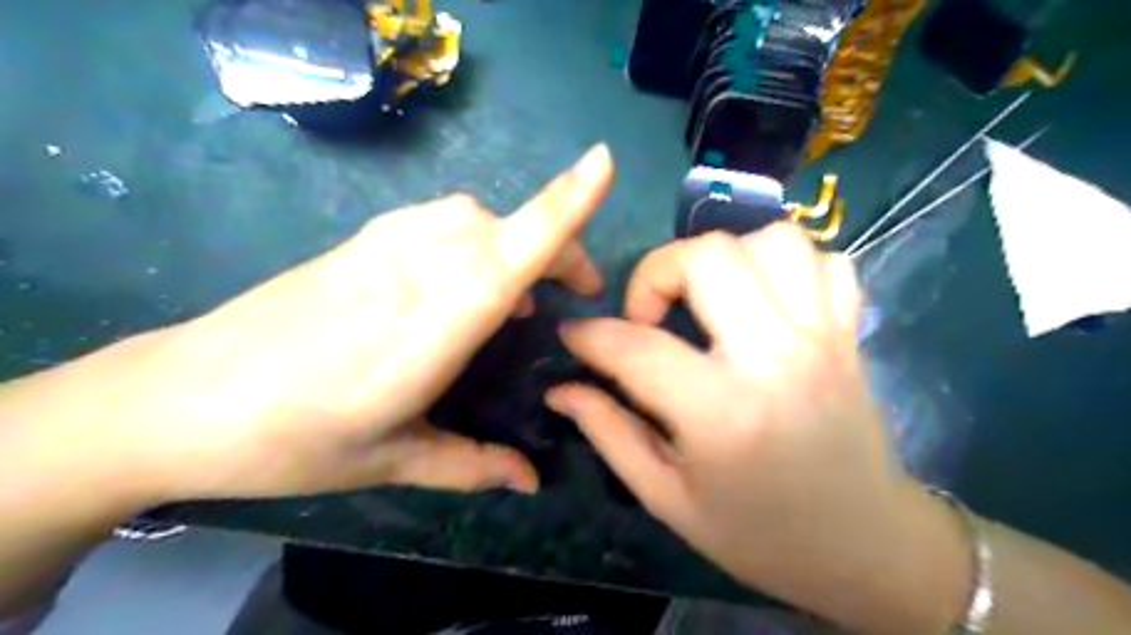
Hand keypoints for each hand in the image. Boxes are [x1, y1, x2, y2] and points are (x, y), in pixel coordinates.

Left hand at [41, 145, 614, 505]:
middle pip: (506, 227)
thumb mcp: (393, 461)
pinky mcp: (360, 240)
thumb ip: (473, 465)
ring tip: (519, 295)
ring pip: (474, 215)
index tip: (604, 163)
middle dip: (558, 248)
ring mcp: (382, 245)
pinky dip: (475, 238)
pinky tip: (463, 280)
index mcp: (432, 326)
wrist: (181, 399)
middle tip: (572, 297)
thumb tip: (532, 481)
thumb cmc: (293, 440)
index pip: (513, 250)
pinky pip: (440, 220)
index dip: (563, 204)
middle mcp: (414, 269)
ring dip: (515, 241)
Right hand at [545, 225, 946, 620]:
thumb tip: (560, 390)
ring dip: (724, 258)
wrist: (866, 547)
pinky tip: (763, 301)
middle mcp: (776, 357)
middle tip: (647, 316)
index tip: (572, 335)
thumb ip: (609, 433)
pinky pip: (823, 259)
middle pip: (709, 256)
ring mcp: (823, 336)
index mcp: (722, 412)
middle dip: (657, 271)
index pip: (636, 346)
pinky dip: (785, 265)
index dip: (589, 335)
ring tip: (706, 300)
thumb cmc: (758, 533)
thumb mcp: (667, 498)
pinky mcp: (850, 332)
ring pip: (772, 240)